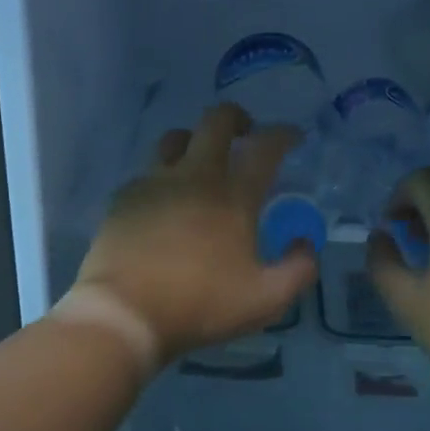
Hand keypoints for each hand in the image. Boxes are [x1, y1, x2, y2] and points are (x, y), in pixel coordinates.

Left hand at [73, 104, 318, 362]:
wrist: (125, 313)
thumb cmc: (199, 304)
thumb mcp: (265, 300)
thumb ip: (298, 269)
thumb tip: (305, 242)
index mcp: (233, 196)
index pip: (265, 147)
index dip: (283, 134)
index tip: (293, 137)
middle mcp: (195, 176)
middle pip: (216, 121)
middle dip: (236, 117)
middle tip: (245, 133)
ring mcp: (155, 182)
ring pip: (175, 137)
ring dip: (194, 140)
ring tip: (200, 160)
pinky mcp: (124, 196)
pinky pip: (148, 172)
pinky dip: (163, 176)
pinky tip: (164, 201)